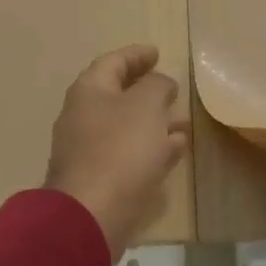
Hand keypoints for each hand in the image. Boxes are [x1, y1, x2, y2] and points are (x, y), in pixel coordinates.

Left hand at [44, 45, 189, 258]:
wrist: (91, 213)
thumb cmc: (120, 148)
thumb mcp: (146, 105)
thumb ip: (157, 86)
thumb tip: (160, 84)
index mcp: (89, 91)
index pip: (113, 62)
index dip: (136, 55)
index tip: (157, 53)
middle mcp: (83, 116)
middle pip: (118, 95)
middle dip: (148, 92)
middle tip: (173, 90)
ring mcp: (89, 149)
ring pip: (126, 127)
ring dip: (154, 122)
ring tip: (182, 122)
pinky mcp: (99, 178)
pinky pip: (128, 154)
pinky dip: (151, 147)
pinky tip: (175, 150)